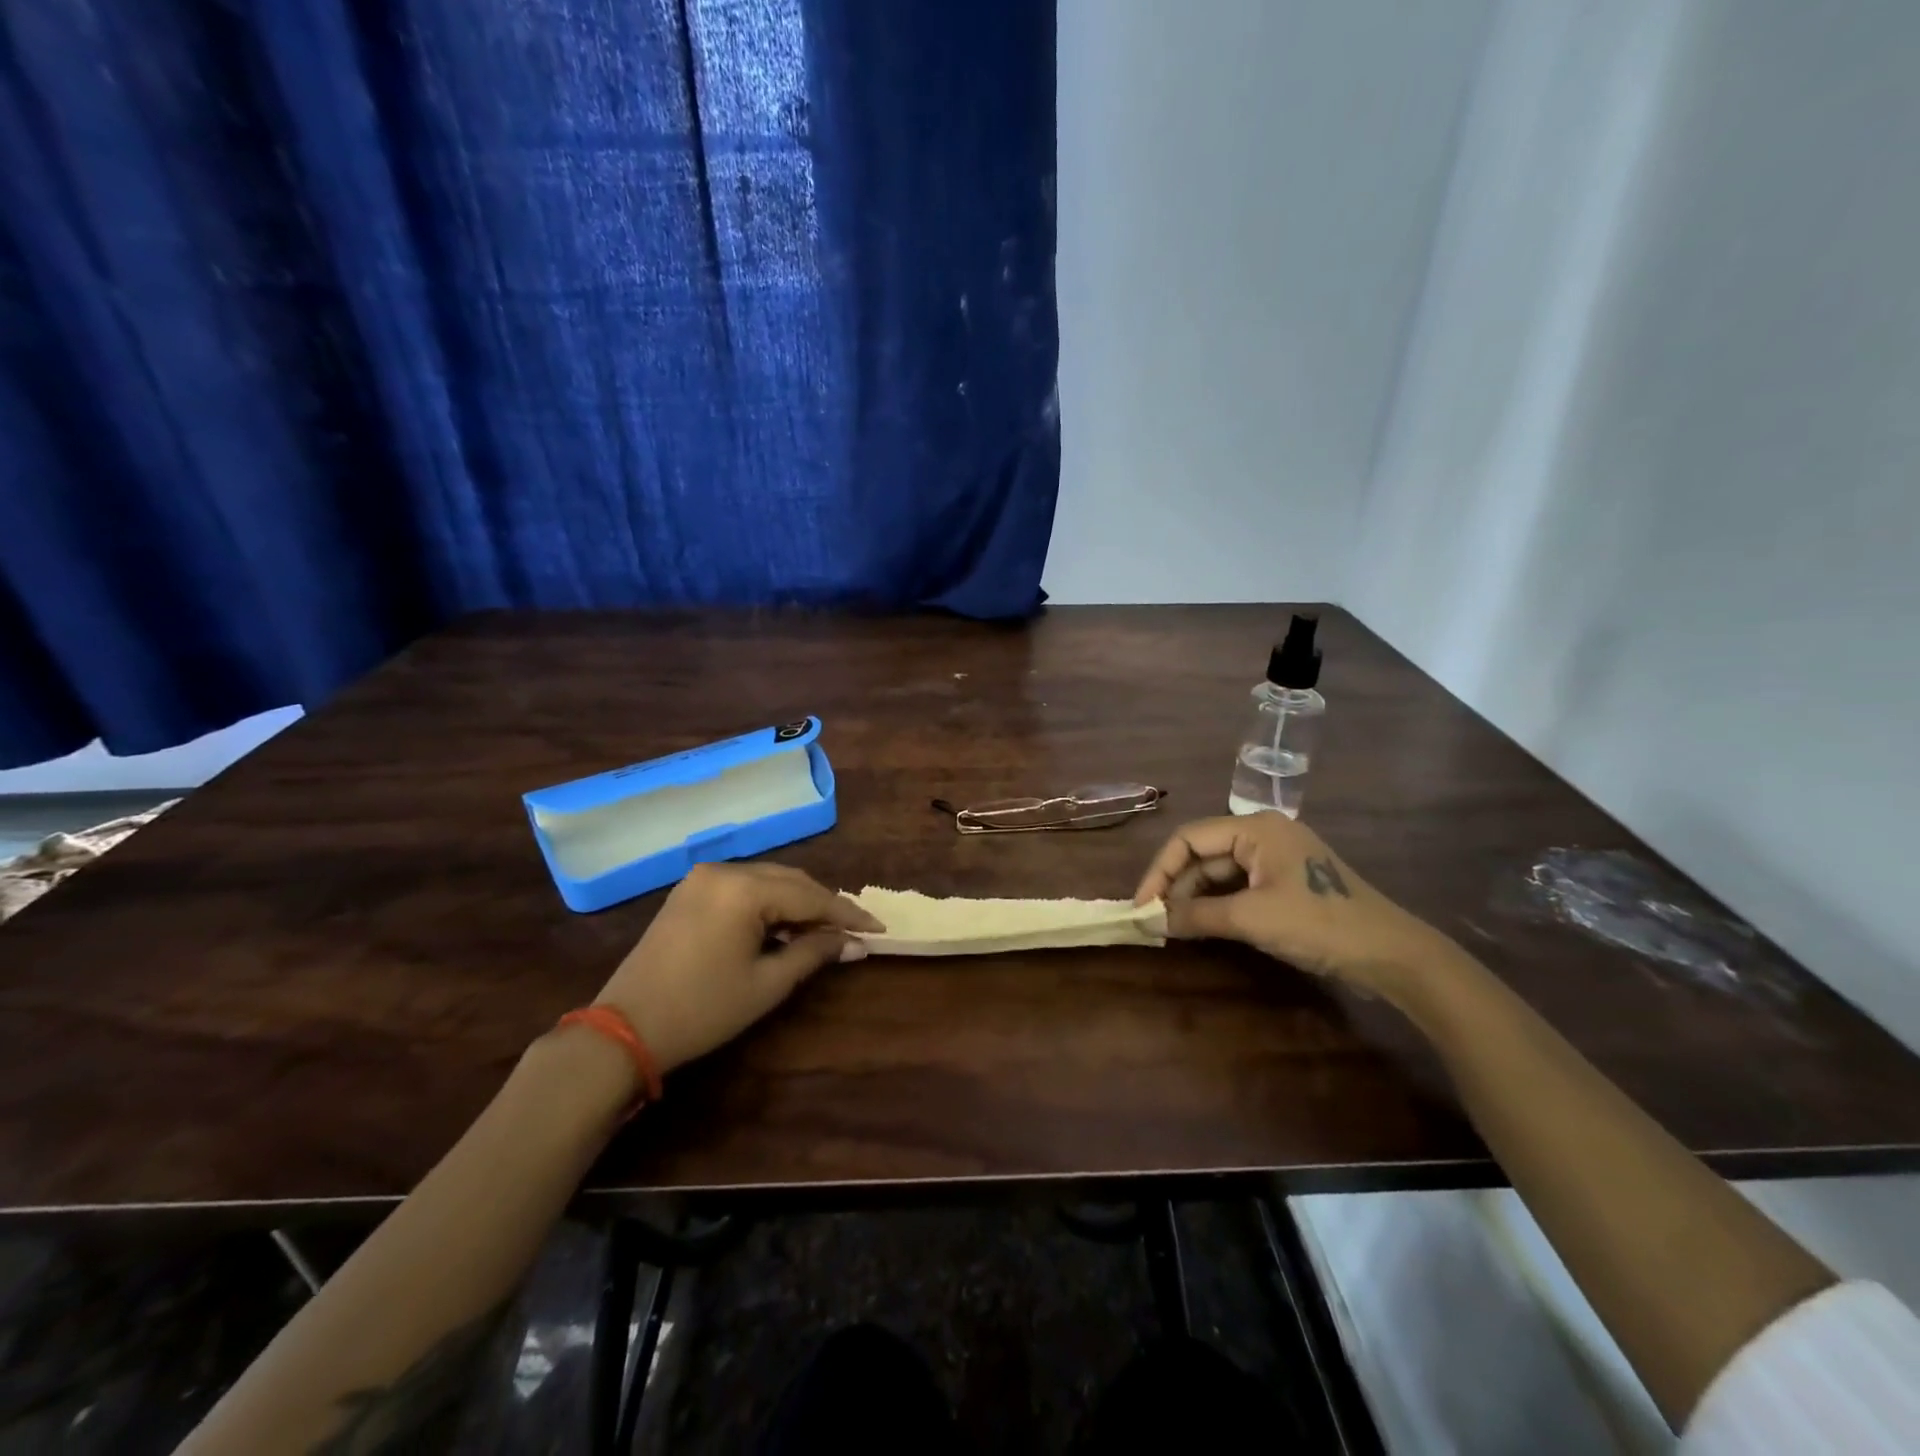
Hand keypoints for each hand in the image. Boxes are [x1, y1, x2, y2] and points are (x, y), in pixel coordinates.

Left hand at [593, 863, 883, 1073]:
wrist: (624, 1029)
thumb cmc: (703, 1009)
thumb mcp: (766, 984)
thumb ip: (815, 954)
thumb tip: (855, 944)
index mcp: (744, 889)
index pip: (811, 896)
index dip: (847, 914)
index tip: (878, 928)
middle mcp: (725, 871)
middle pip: (791, 881)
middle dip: (824, 905)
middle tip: (854, 931)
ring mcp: (703, 878)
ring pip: (767, 881)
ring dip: (797, 903)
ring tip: (823, 932)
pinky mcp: (689, 891)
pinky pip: (743, 887)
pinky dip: (769, 903)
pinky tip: (783, 926)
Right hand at [1134, 812, 1447, 1000]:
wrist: (1391, 955)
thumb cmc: (1319, 925)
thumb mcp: (1252, 918)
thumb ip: (1197, 915)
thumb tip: (1151, 920)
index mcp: (1255, 828)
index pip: (1189, 838)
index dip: (1159, 871)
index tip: (1141, 906)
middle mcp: (1263, 834)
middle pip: (1202, 853)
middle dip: (1175, 885)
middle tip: (1154, 920)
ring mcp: (1276, 858)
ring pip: (1219, 871)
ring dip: (1194, 896)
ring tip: (1172, 925)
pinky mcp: (1286, 882)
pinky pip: (1238, 885)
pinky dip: (1216, 903)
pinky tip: (1201, 924)